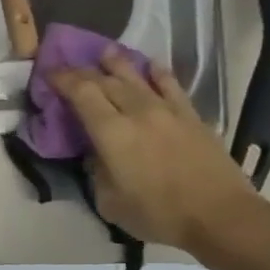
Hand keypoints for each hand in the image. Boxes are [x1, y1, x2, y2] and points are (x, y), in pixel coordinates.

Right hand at [50, 50, 269, 260]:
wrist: (221, 217)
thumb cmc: (158, 215)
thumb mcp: (109, 202)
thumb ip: (96, 172)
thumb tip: (96, 154)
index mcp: (112, 133)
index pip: (81, 93)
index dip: (62, 79)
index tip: (48, 73)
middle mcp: (138, 112)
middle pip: (106, 81)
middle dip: (83, 71)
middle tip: (68, 68)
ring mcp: (168, 111)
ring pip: (137, 77)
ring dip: (117, 63)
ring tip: (104, 53)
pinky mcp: (192, 116)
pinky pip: (171, 85)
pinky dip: (157, 72)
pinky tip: (150, 65)